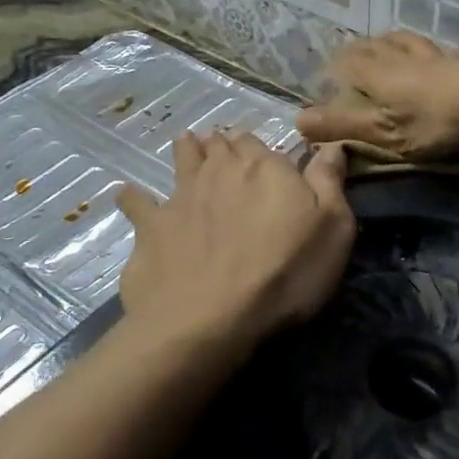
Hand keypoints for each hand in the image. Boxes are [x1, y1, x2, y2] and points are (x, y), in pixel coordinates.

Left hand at [116, 132, 353, 353]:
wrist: (211, 318)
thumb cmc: (285, 274)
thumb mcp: (332, 229)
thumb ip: (329, 182)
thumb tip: (331, 143)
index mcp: (265, 168)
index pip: (259, 143)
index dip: (257, 145)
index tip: (258, 149)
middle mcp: (220, 172)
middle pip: (219, 147)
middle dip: (221, 142)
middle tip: (221, 140)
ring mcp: (180, 197)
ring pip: (182, 162)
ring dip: (185, 150)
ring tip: (185, 141)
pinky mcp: (150, 227)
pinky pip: (137, 203)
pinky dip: (132, 197)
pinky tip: (126, 193)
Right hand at [297, 32, 458, 159]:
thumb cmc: (435, 119)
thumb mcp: (384, 132)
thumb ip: (343, 126)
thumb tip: (297, 120)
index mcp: (379, 74)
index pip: (348, 61)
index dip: (335, 66)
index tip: (327, 72)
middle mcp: (402, 57)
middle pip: (375, 45)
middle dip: (359, 51)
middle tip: (351, 56)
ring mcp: (436, 55)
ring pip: (406, 40)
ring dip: (391, 41)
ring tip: (386, 44)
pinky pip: (437, 49)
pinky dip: (426, 50)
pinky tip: (435, 54)